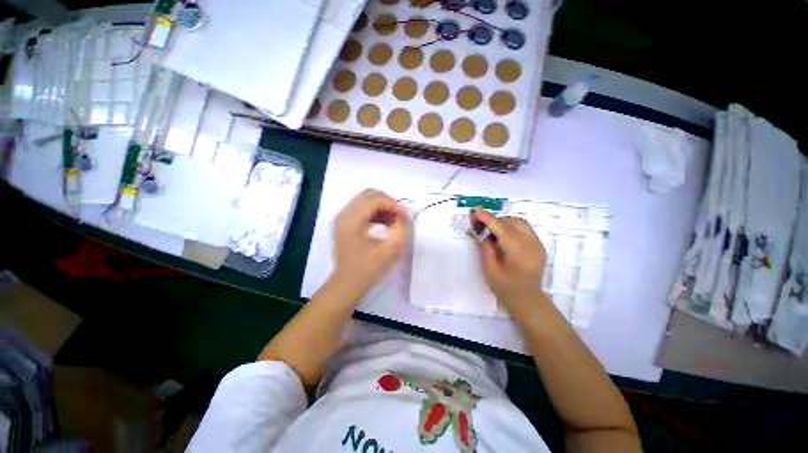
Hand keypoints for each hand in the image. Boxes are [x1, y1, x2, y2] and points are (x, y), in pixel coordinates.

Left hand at [332, 189, 410, 294]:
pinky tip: (385, 223)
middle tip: (399, 215)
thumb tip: (403, 214)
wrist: (347, 284)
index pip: (374, 200)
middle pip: (368, 195)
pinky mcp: (345, 223)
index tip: (404, 216)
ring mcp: (343, 219)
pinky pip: (362, 209)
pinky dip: (376, 212)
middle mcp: (344, 215)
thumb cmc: (367, 270)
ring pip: (365, 200)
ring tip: (394, 220)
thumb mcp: (389, 251)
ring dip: (382, 207)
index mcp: (351, 222)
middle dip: (387, 202)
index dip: (392, 204)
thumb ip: (400, 230)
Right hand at [472, 208, 546, 313]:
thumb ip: (485, 248)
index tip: (475, 210)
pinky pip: (524, 229)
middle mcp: (531, 244)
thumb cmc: (506, 288)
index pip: (501, 228)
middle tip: (481, 226)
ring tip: (492, 231)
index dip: (488, 218)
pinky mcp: (539, 246)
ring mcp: (537, 244)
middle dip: (495, 220)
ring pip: (520, 223)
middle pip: (512, 222)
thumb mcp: (490, 269)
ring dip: (504, 223)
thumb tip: (478, 231)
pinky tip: (503, 237)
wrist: (528, 300)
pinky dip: (512, 228)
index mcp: (518, 252)